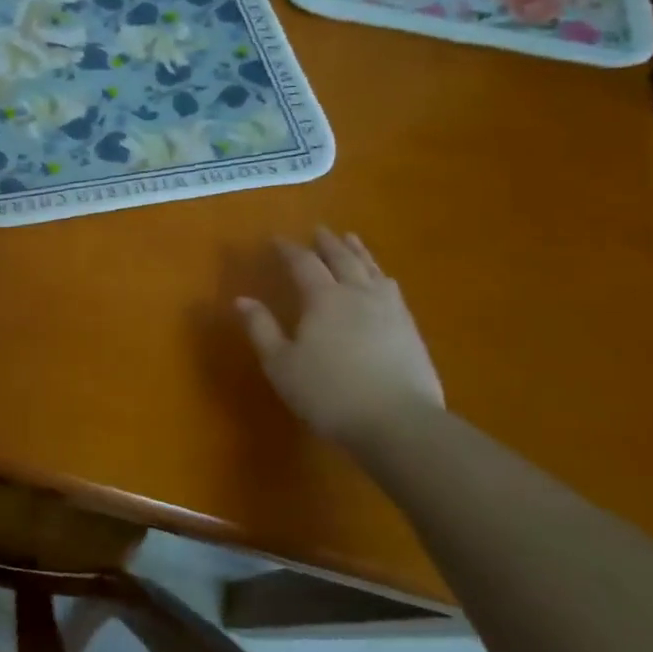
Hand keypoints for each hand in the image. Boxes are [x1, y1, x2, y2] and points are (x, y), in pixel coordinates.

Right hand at [235, 228, 442, 443]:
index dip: (289, 250)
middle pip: (343, 259)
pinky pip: (392, 289)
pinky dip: (380, 275)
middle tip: (319, 229)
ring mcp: (390, 310)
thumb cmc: (328, 392)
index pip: (303, 264)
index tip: (277, 239)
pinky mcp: (410, 329)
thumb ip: (261, 329)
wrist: (398, 422)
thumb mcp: (280, 364)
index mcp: (323, 298)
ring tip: (352, 241)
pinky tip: (382, 280)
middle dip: (328, 243)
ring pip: (372, 270)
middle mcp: (358, 294)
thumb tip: (241, 299)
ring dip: (359, 252)